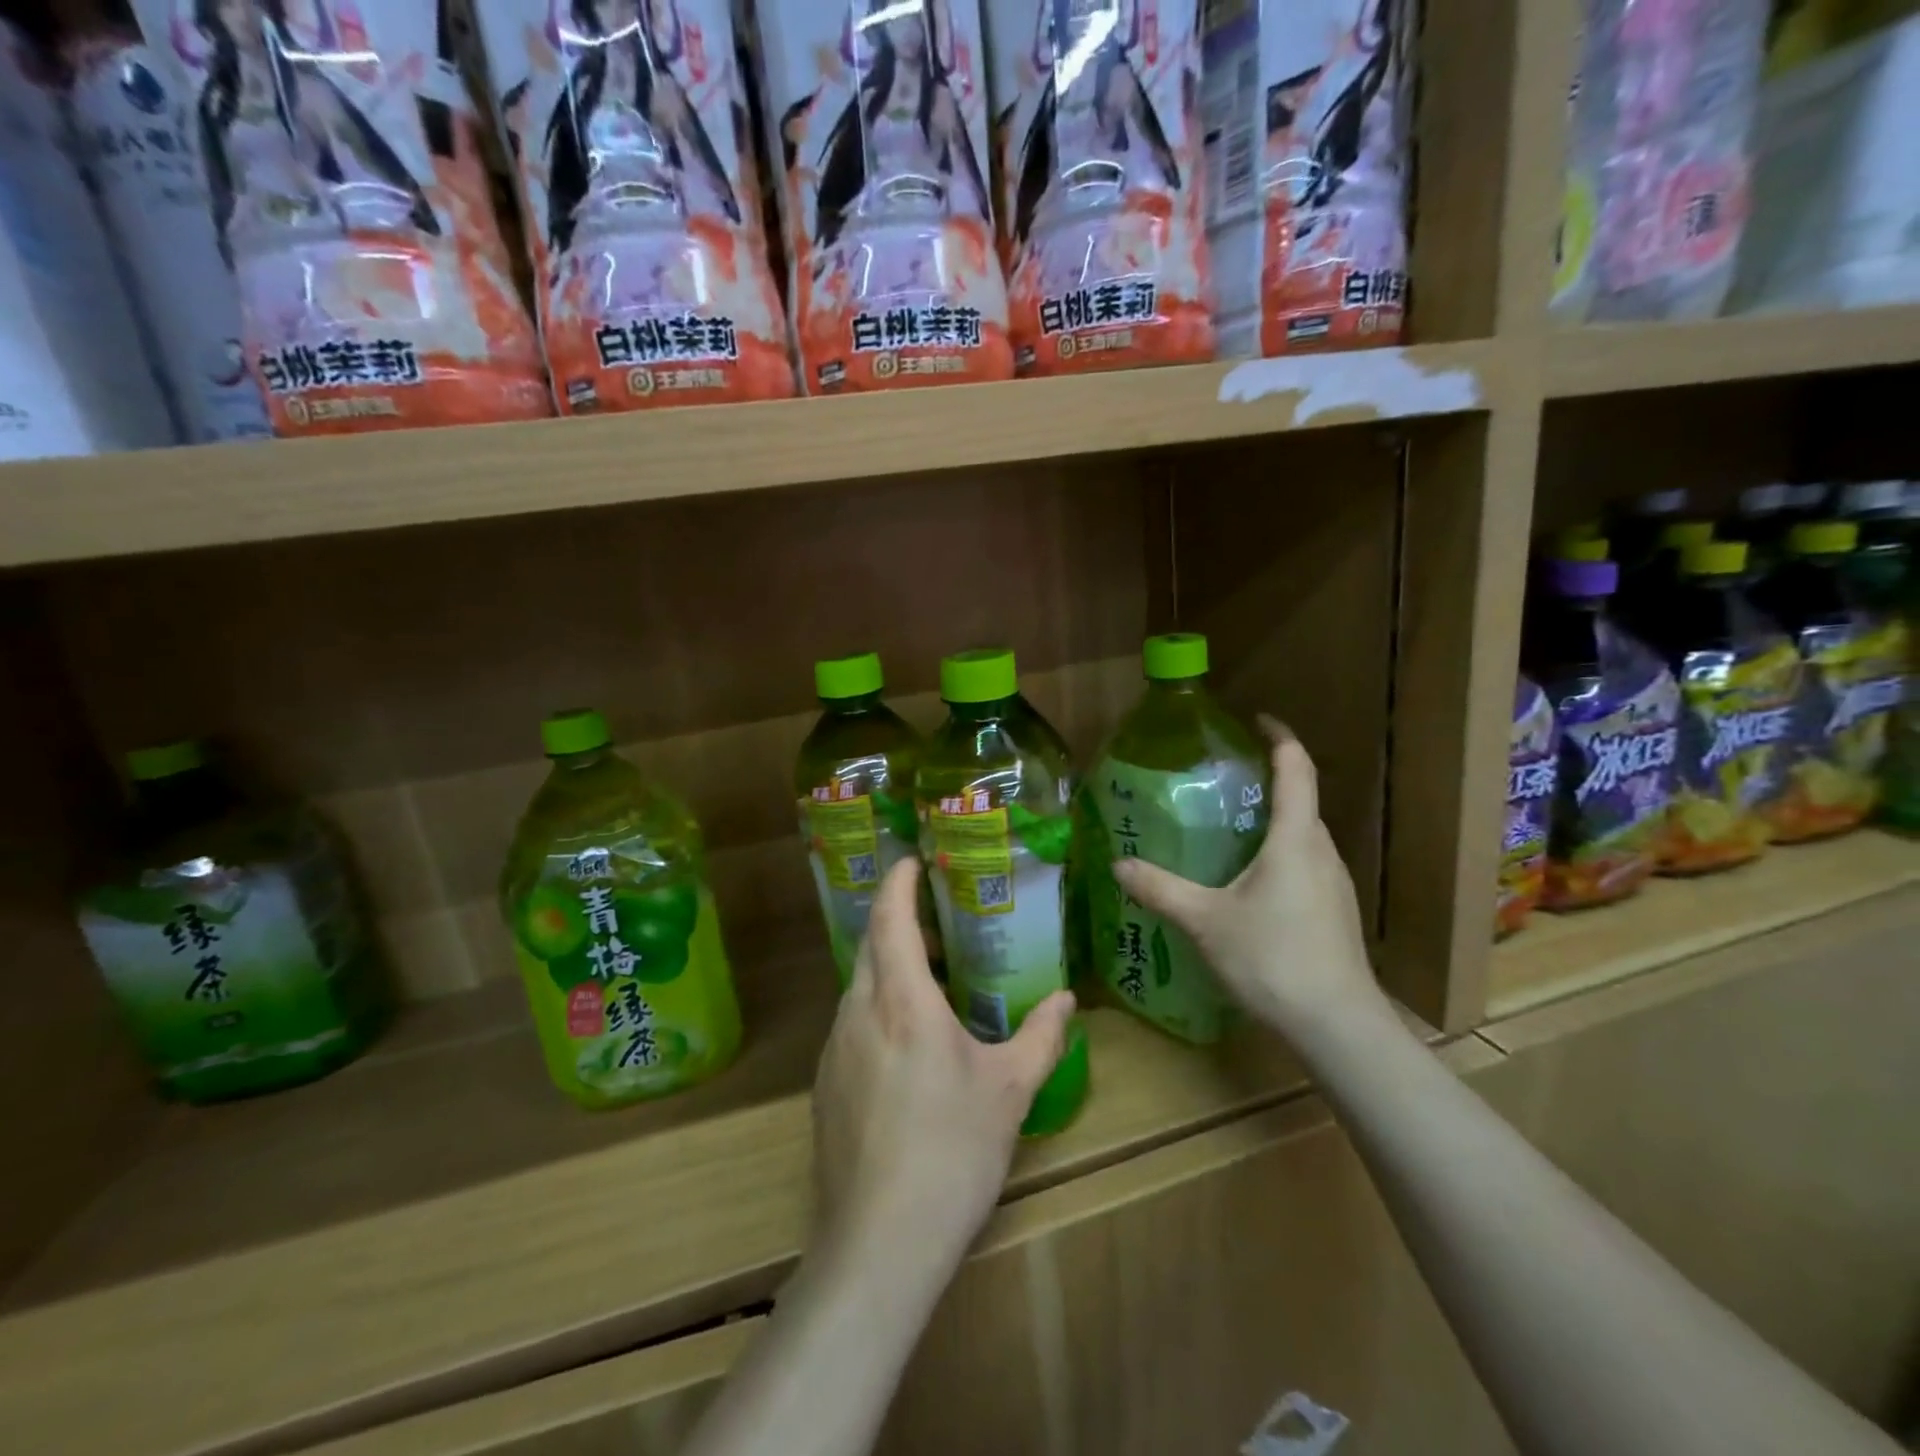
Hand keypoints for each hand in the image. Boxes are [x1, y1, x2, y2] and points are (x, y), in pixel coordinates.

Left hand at [809, 857, 1073, 1280]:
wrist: (880, 1243)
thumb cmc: (953, 1151)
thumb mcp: (1010, 1090)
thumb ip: (1041, 1036)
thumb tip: (1067, 998)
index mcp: (901, 1000)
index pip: (889, 918)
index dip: (898, 882)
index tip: (912, 860)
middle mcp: (858, 1012)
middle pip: (870, 945)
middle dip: (897, 921)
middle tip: (937, 920)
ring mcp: (834, 1050)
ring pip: (859, 986)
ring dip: (888, 968)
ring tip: (930, 980)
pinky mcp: (825, 1085)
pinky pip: (851, 1024)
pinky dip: (876, 1008)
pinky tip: (908, 1046)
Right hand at [1113, 718, 1384, 1040]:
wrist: (1336, 1025)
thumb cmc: (1272, 958)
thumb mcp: (1205, 921)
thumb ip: (1160, 889)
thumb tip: (1118, 864)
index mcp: (1295, 839)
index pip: (1296, 769)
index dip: (1280, 737)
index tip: (1257, 720)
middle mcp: (1321, 851)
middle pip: (1301, 801)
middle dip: (1268, 781)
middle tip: (1222, 781)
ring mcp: (1334, 883)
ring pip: (1303, 836)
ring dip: (1272, 822)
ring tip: (1227, 829)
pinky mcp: (1335, 911)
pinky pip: (1304, 864)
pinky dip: (1278, 855)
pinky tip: (1247, 884)